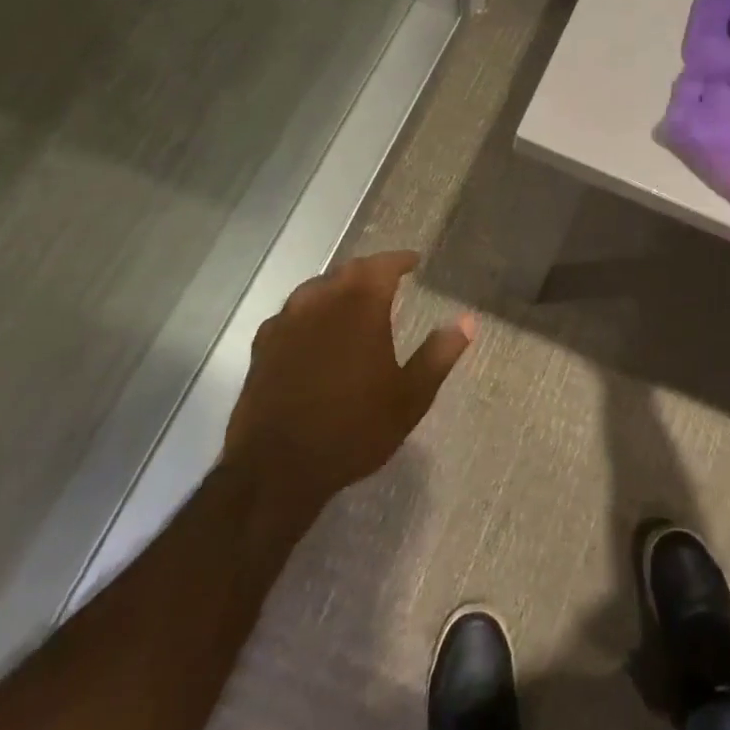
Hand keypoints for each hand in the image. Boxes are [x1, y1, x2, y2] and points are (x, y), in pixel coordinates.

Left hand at [223, 250, 472, 523]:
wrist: (277, 469)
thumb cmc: (354, 429)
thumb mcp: (410, 397)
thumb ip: (439, 354)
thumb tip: (468, 321)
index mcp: (360, 307)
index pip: (382, 266)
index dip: (400, 260)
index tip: (414, 262)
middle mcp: (320, 303)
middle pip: (347, 271)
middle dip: (370, 270)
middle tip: (389, 279)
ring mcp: (286, 323)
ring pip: (316, 288)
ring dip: (338, 287)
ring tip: (354, 300)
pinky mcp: (262, 347)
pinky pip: (291, 313)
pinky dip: (310, 310)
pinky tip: (314, 328)